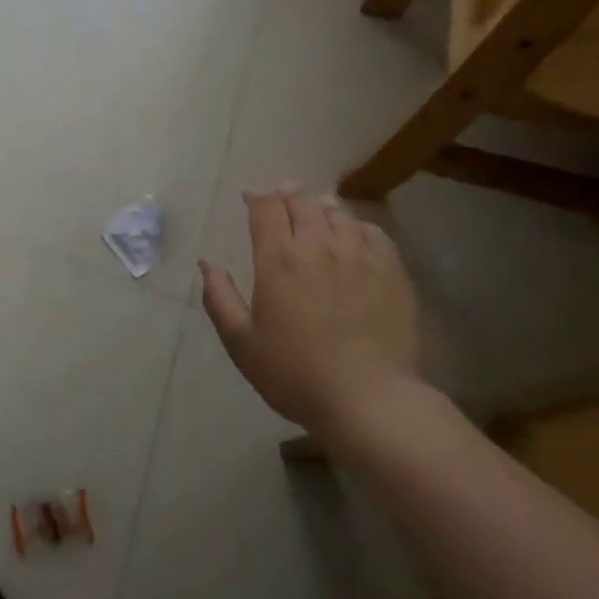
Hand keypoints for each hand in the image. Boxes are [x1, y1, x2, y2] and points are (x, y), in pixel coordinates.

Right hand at [199, 190, 420, 436]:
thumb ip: (219, 298)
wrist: (370, 401)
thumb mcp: (242, 343)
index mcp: (278, 258)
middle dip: (287, 197)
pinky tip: (353, 236)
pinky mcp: (392, 270)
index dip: (257, 199)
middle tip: (282, 203)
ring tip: (316, 213)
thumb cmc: (296, 375)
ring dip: (321, 207)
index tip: (250, 201)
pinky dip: (356, 225)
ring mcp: (359, 254)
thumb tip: (207, 264)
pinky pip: (372, 231)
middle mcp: (318, 245)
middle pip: (301, 201)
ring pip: (337, 212)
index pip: (266, 208)